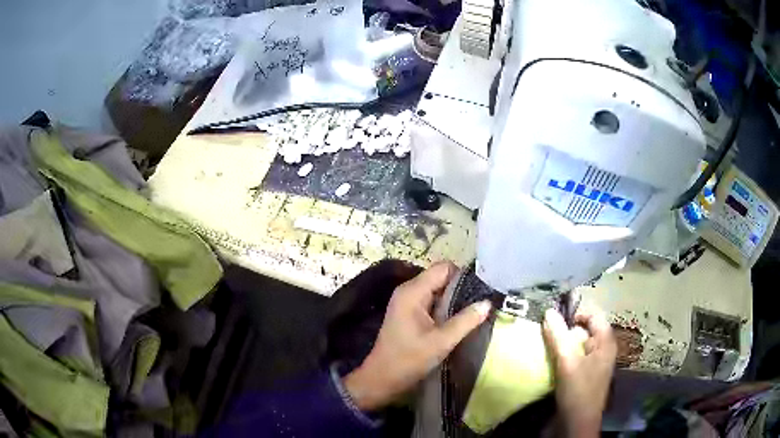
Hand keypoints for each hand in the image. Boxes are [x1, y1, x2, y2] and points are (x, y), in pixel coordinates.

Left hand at [344, 262, 491, 411]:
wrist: (382, 379)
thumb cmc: (408, 360)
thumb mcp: (441, 342)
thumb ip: (466, 320)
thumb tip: (488, 302)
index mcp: (413, 291)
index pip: (444, 268)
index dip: (463, 276)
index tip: (481, 292)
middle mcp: (409, 290)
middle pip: (441, 277)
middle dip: (461, 289)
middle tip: (480, 305)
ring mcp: (407, 301)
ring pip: (438, 290)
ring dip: (454, 300)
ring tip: (473, 313)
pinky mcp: (409, 312)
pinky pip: (432, 301)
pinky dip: (445, 308)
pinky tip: (458, 320)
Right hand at [543, 308, 616, 437]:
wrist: (577, 424)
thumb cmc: (578, 390)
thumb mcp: (567, 362)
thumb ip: (558, 336)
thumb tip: (548, 311)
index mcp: (606, 342)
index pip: (594, 315)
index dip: (576, 314)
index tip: (555, 321)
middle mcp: (603, 349)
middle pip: (586, 329)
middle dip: (567, 330)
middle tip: (548, 335)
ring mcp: (595, 363)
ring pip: (579, 345)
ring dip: (563, 344)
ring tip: (547, 347)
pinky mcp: (586, 375)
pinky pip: (576, 358)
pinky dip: (564, 356)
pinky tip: (552, 362)